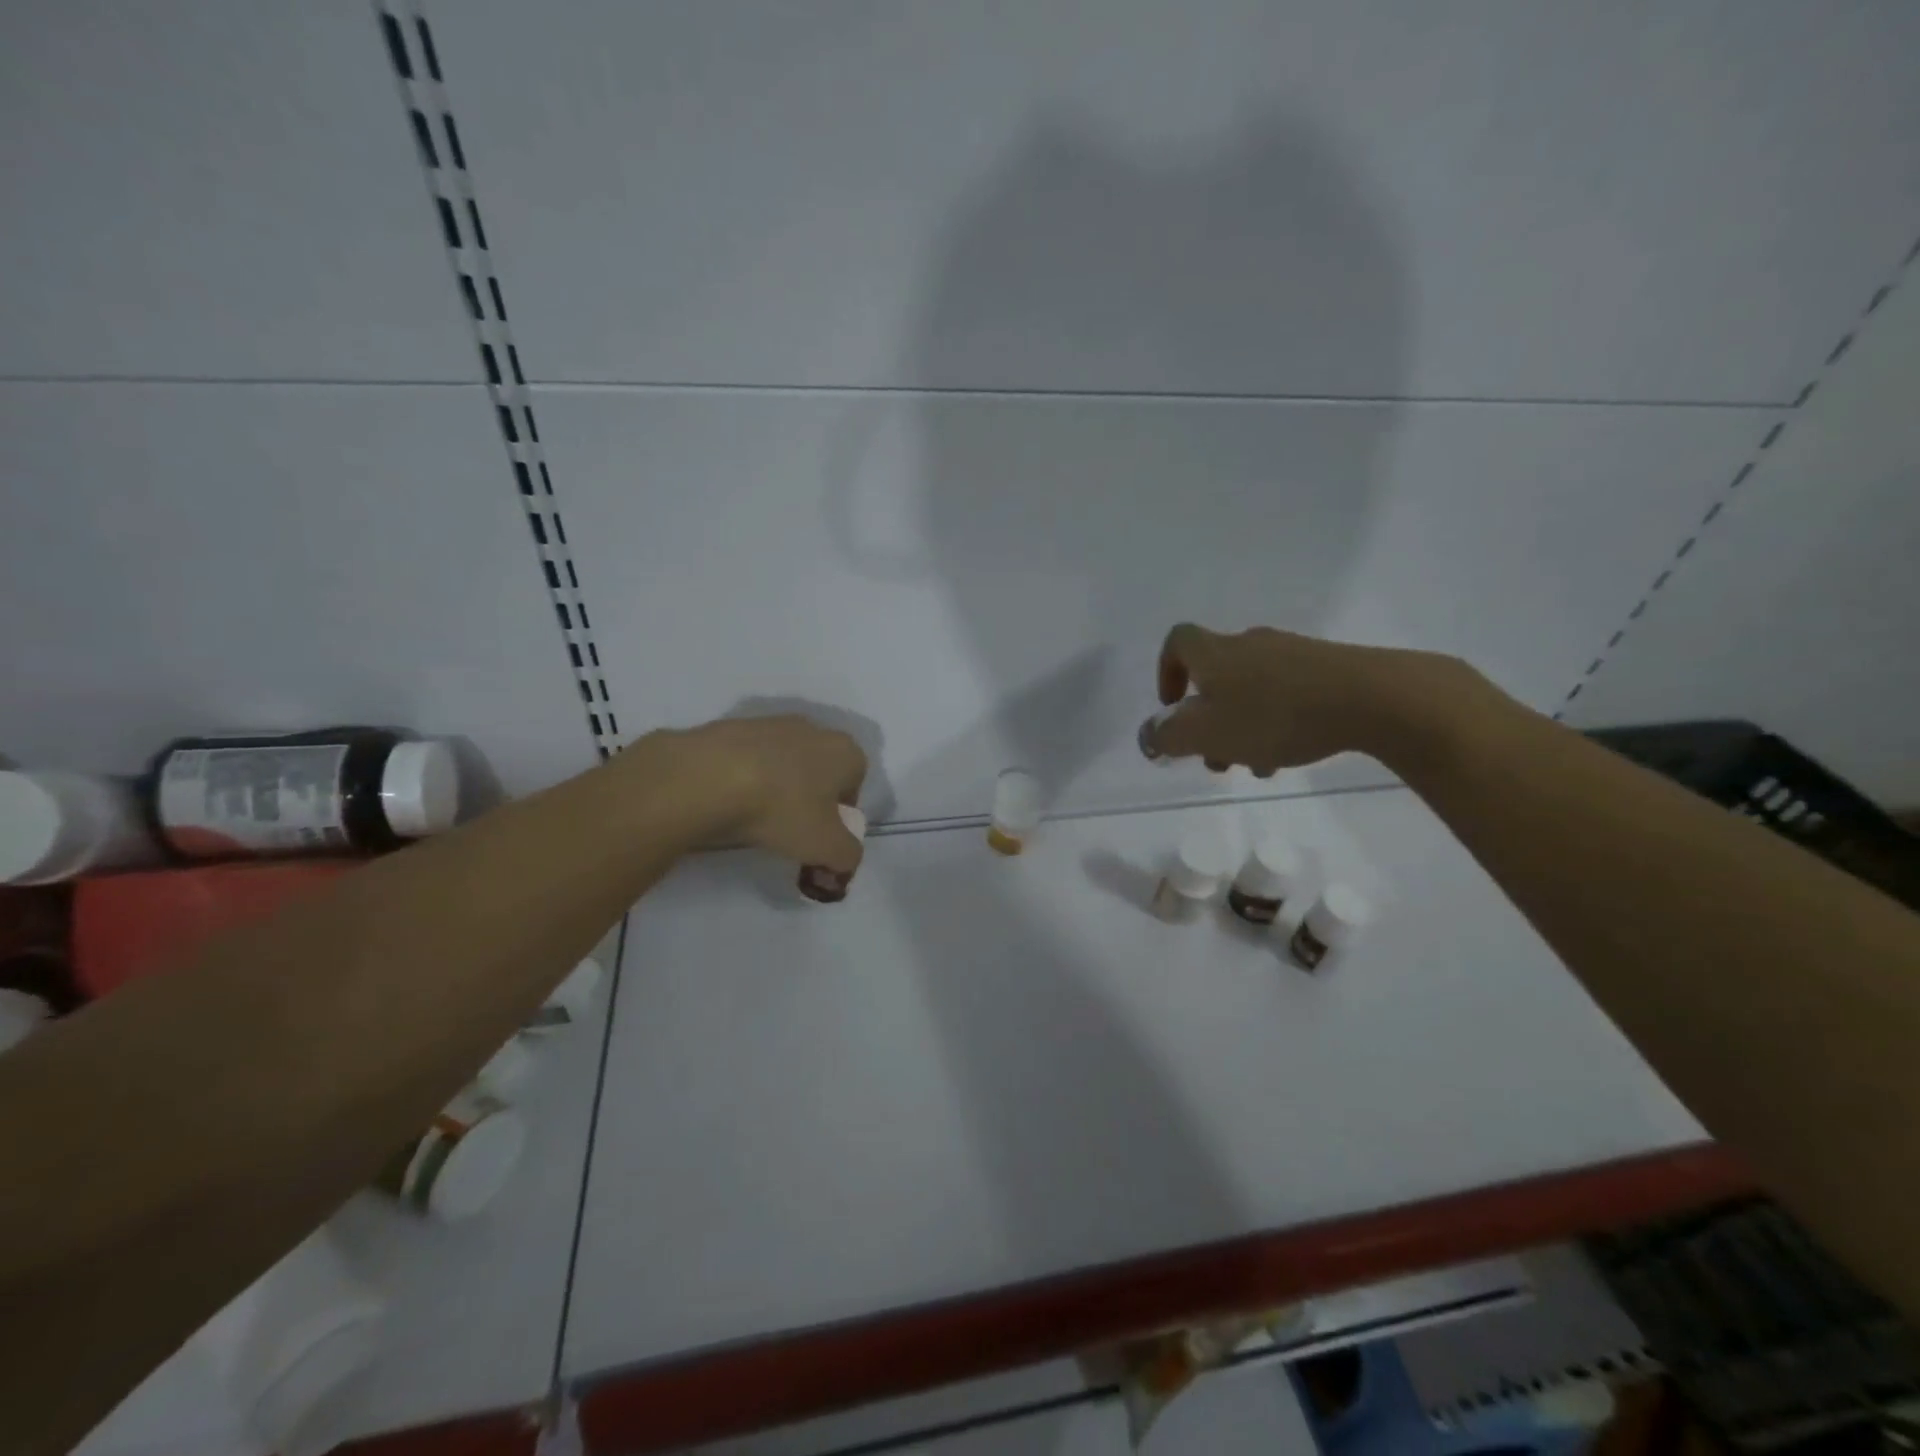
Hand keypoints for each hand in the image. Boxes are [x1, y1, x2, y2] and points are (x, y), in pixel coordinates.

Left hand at [662, 715, 868, 871]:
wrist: (706, 777)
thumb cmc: (780, 809)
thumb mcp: (826, 847)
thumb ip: (848, 856)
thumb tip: (844, 860)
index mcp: (845, 751)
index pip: (855, 784)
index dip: (840, 815)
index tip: (819, 837)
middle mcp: (813, 729)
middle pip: (820, 770)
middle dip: (809, 798)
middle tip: (789, 829)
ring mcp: (771, 723)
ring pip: (784, 762)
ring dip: (776, 786)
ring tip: (754, 816)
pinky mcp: (732, 726)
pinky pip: (748, 758)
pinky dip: (744, 777)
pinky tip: (728, 799)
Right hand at [1143, 623, 1475, 775]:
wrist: (1372, 698)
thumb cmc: (1274, 715)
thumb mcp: (1206, 735)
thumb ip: (1168, 736)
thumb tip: (1148, 735)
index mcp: (1215, 653)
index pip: (1178, 642)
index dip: (1166, 672)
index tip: (1174, 707)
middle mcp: (1250, 644)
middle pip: (1215, 675)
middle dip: (1209, 718)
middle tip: (1217, 757)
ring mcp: (1292, 653)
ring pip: (1251, 689)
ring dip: (1243, 726)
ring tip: (1258, 766)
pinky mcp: (1328, 668)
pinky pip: (1287, 692)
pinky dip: (1278, 720)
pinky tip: (1292, 751)